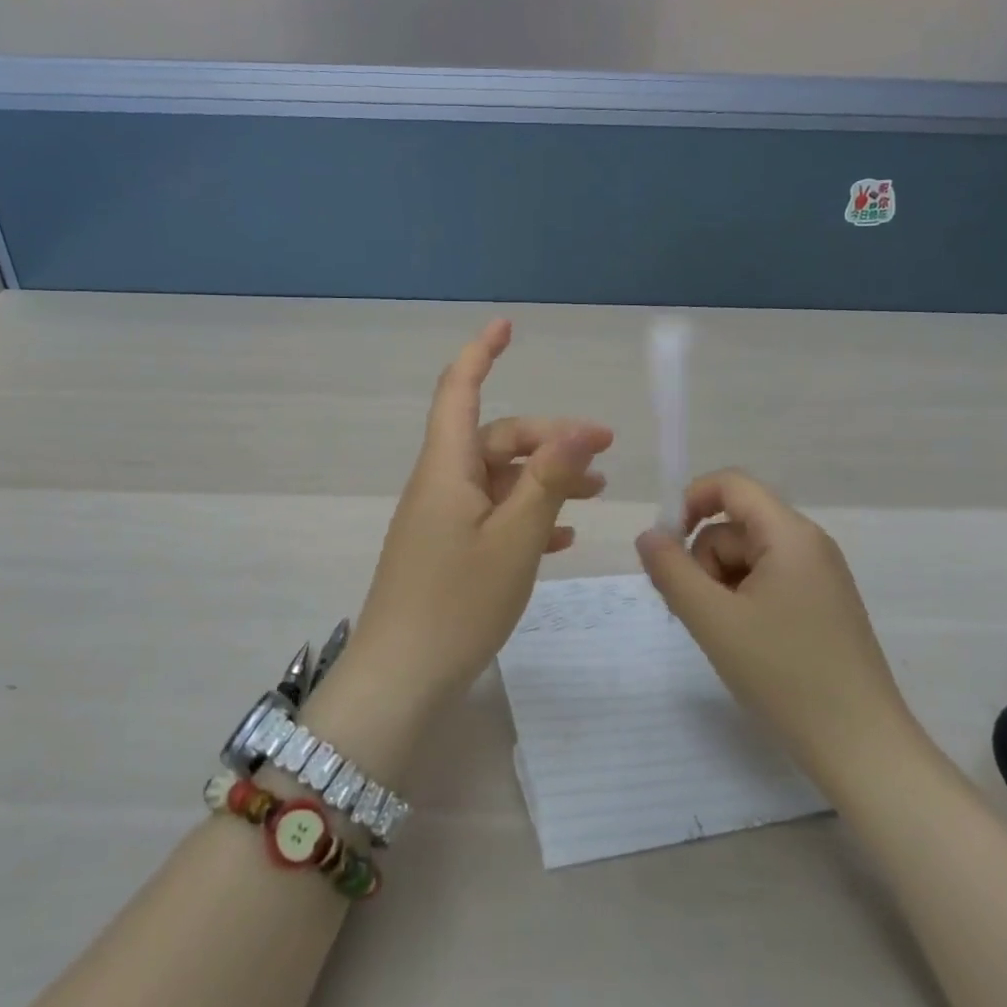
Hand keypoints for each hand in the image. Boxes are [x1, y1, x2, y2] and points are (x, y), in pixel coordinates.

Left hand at [350, 319, 613, 704]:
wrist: (400, 680)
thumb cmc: (456, 604)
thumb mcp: (514, 539)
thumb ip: (549, 480)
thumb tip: (584, 426)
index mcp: (446, 468)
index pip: (459, 390)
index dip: (481, 353)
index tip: (507, 325)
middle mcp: (440, 484)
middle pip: (495, 439)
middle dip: (549, 439)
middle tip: (605, 457)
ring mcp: (441, 519)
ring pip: (498, 480)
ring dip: (544, 480)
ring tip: (595, 494)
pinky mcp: (446, 551)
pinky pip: (491, 517)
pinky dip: (526, 516)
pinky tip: (561, 539)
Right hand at [635, 469, 913, 784]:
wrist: (861, 748)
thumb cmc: (784, 675)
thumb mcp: (713, 620)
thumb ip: (671, 571)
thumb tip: (648, 535)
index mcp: (790, 535)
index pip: (731, 485)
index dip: (690, 502)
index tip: (664, 547)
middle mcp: (809, 545)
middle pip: (735, 526)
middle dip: (703, 560)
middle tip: (692, 611)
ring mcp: (819, 577)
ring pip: (747, 558)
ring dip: (719, 585)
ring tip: (718, 634)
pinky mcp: (821, 606)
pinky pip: (767, 582)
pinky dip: (741, 601)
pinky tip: (741, 642)